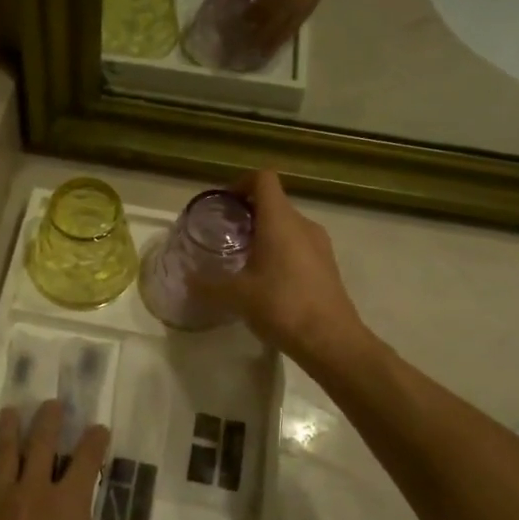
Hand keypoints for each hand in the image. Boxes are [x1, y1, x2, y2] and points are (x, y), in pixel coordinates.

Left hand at [0, 401, 131, 519]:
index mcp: (68, 504)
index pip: (86, 460)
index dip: (95, 440)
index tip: (99, 428)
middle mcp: (33, 492)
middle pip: (41, 444)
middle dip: (49, 420)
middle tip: (51, 403)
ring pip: (3, 455)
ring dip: (8, 431)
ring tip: (9, 412)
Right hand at [198, 171, 372, 367]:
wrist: (331, 341)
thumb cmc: (282, 306)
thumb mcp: (237, 296)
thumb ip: (208, 285)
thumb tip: (187, 280)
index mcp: (280, 220)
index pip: (263, 178)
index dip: (241, 183)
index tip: (224, 205)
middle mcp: (303, 224)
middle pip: (274, 202)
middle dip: (248, 213)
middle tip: (226, 236)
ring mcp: (320, 244)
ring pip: (287, 225)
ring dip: (265, 234)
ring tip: (243, 260)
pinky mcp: (327, 265)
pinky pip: (299, 245)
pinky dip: (280, 251)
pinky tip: (267, 281)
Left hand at [246, 0, 382, 48]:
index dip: (263, 11)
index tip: (244, 26)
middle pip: (293, 8)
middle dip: (273, 31)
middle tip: (254, 50)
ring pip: (305, 8)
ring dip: (286, 30)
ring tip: (269, 48)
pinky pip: (314, 0)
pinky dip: (298, 17)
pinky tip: (288, 26)